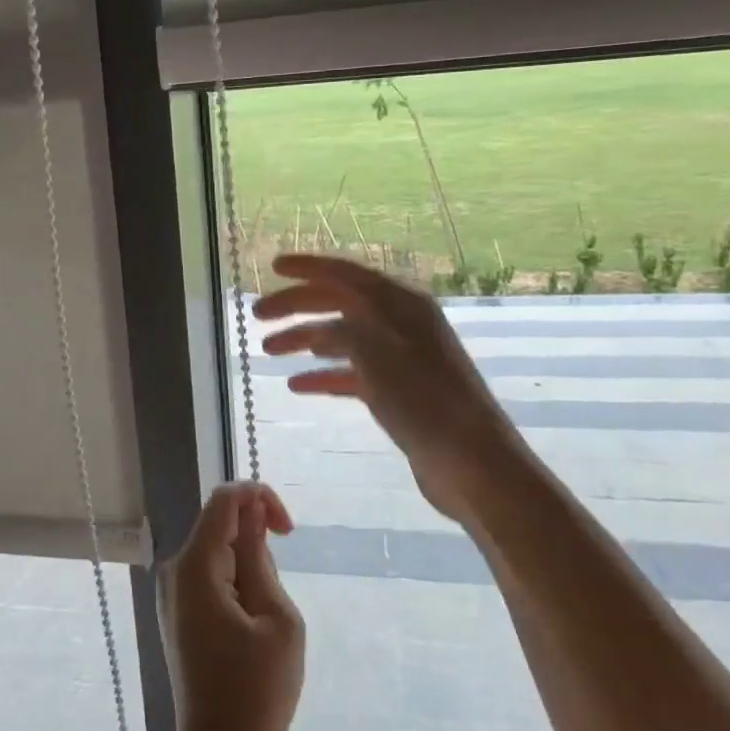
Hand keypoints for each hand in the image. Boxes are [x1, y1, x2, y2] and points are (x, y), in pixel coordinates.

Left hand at [160, 483, 304, 730]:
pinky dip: (237, 586)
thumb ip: (260, 556)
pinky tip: (250, 631)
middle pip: (220, 525)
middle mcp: (175, 570)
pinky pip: (211, 577)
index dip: (260, 498)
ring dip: (249, 570)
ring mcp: (173, 593)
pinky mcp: (179, 613)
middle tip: (277, 600)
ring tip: (264, 625)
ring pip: (218, 552)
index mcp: (195, 566)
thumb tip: (252, 511)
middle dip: (257, 543)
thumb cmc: (258, 692)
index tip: (289, 532)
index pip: (224, 499)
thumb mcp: (277, 618)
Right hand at [254, 253, 525, 521]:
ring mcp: (400, 358)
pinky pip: (352, 373)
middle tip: (257, 315)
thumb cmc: (425, 401)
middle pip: (339, 303)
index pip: (345, 273)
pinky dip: (324, 375)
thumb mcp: (376, 353)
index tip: (272, 267)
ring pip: (342, 338)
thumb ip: (344, 329)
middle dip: (296, 306)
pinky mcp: (398, 391)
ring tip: (267, 350)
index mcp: (400, 304)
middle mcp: (400, 323)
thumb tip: (322, 328)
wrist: (472, 463)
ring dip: (304, 340)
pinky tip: (297, 384)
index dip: (307, 267)